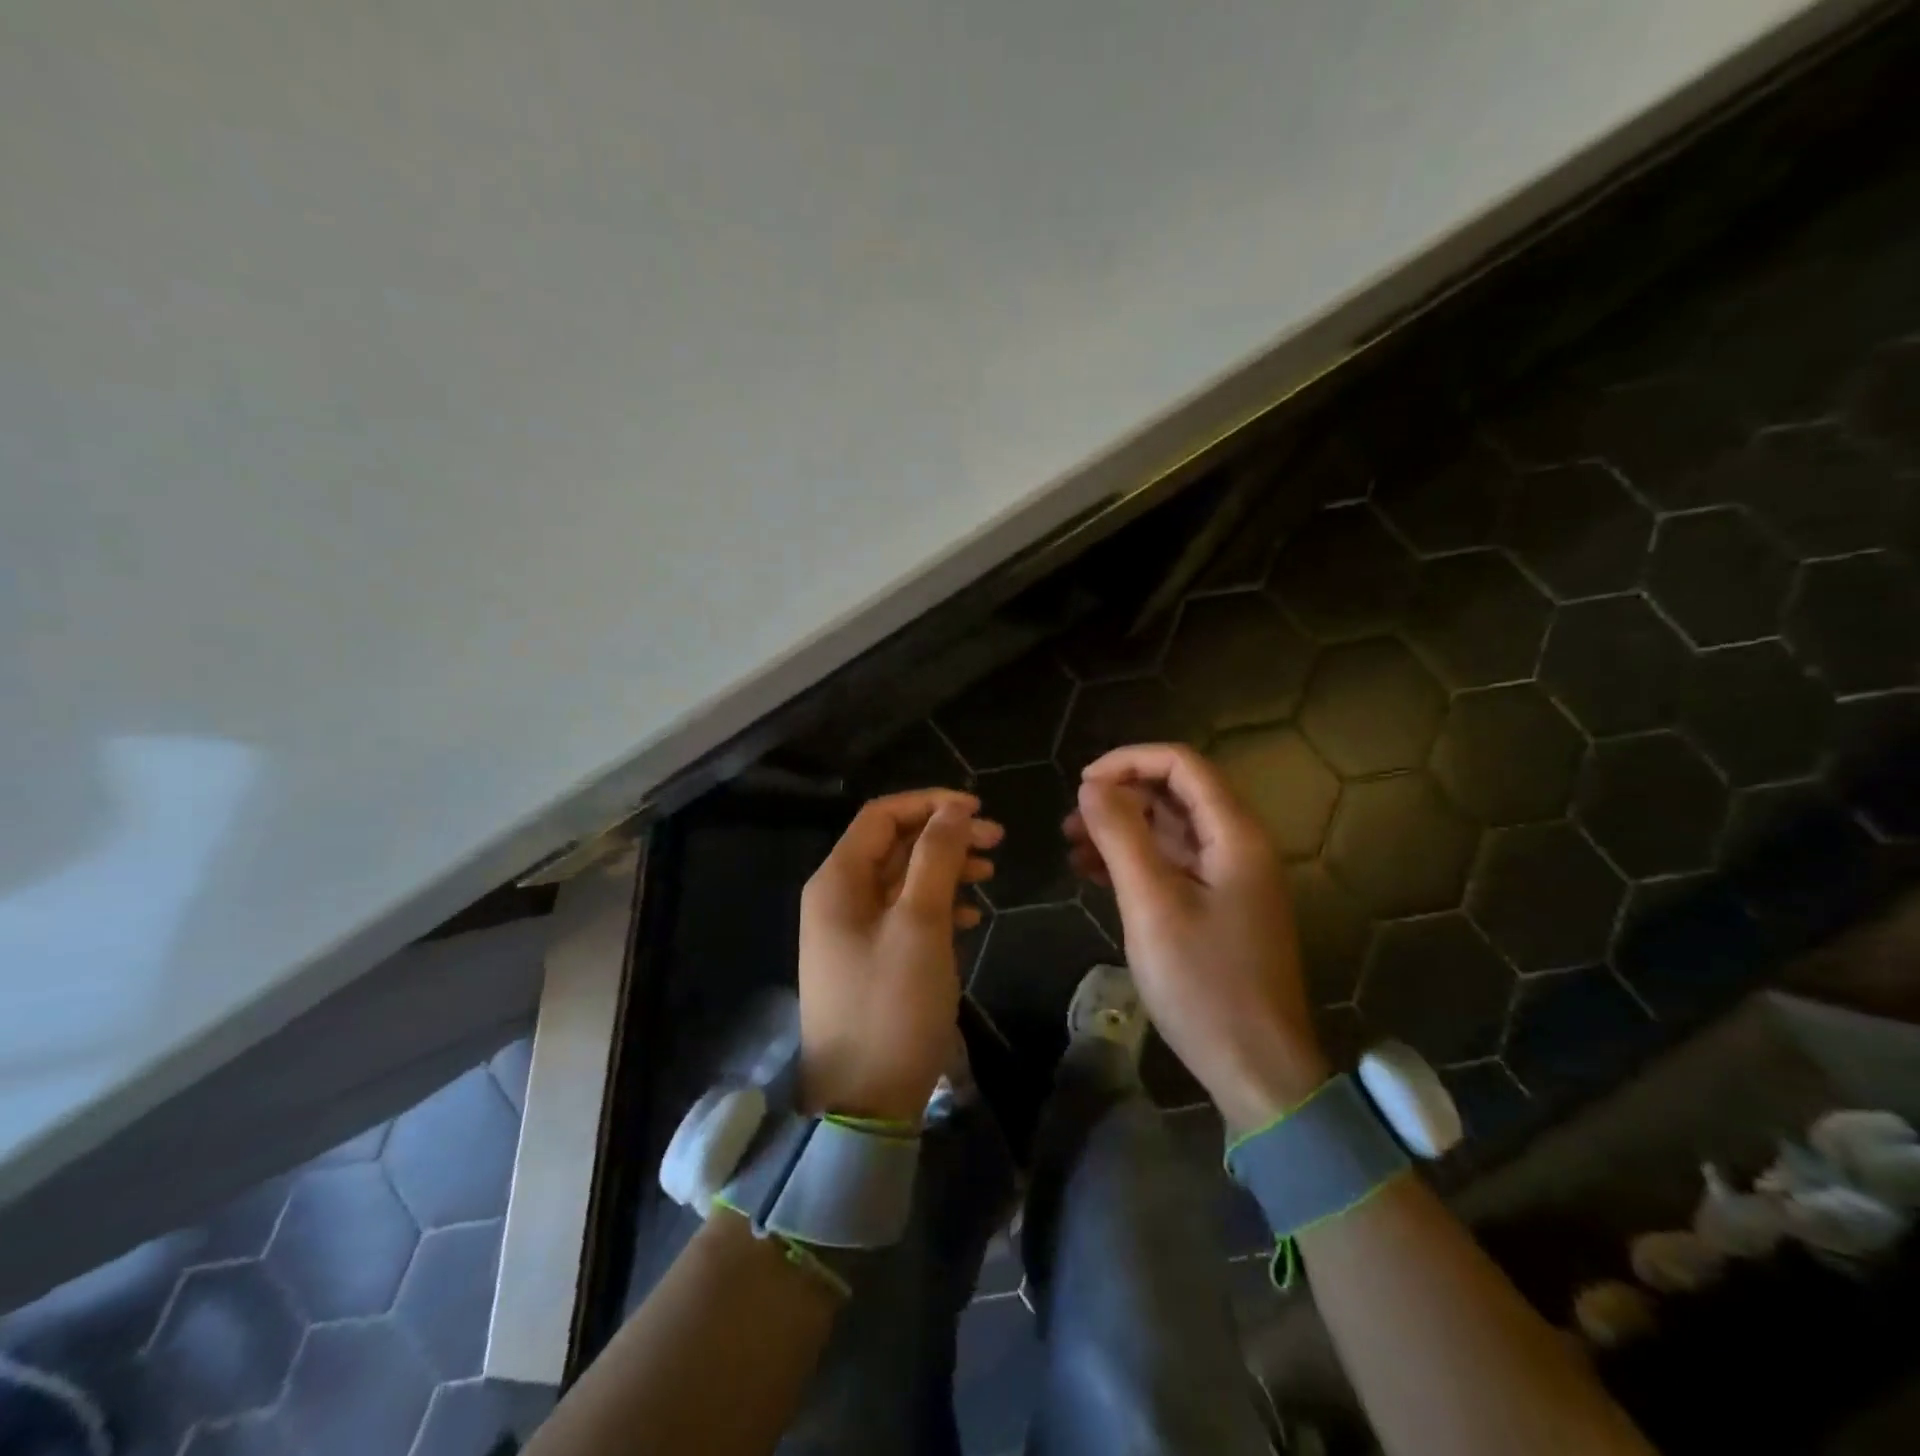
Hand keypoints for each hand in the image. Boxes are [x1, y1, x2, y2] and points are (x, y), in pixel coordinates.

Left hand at [797, 790, 1002, 1125]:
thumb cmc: (892, 1005)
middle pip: (894, 845)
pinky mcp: (867, 959)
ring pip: (902, 880)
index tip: (979, 810)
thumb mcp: (920, 924)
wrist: (863, 1102)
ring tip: (990, 875)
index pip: (882, 816)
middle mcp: (837, 897)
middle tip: (997, 842)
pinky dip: (935, 906)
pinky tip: (968, 917)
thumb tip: (952, 810)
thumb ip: (935, 859)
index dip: (930, 804)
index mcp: (837, 880)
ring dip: (944, 870)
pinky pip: (902, 915)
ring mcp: (850, 931)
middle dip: (944, 837)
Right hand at [1064, 744, 1326, 1131]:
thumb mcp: (1153, 904)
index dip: (1129, 762)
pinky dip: (1134, 861)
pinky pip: (1172, 865)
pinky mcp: (1217, 907)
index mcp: (1235, 834)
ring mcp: (1229, 878)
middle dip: (1120, 797)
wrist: (1257, 1068)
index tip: (1081, 784)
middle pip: (1176, 794)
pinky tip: (1093, 873)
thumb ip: (1121, 836)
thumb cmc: (1205, 983)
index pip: (1182, 764)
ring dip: (1121, 830)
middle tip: (1070, 821)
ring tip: (1072, 846)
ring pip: (1169, 830)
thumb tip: (1091, 785)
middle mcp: (1237, 845)